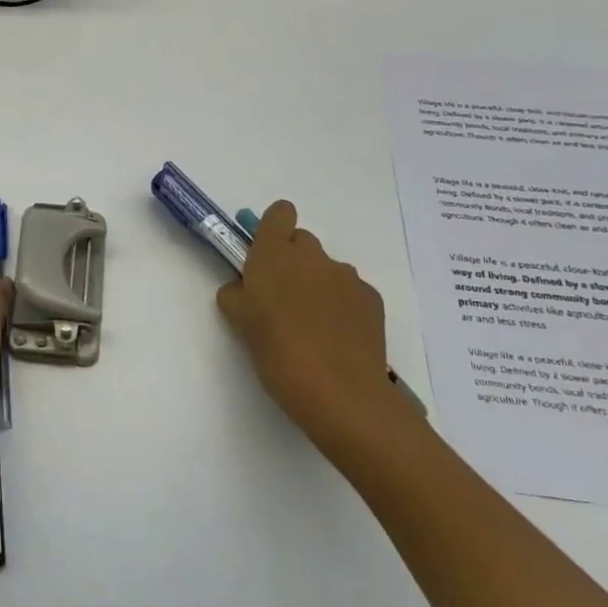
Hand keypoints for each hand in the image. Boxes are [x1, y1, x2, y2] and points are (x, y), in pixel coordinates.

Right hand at [215, 200, 420, 468]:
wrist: (340, 393)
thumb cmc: (277, 353)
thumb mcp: (239, 323)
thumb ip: (236, 295)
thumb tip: (243, 289)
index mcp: (274, 255)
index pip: (279, 213)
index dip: (272, 228)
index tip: (264, 255)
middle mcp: (312, 256)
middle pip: (302, 242)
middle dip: (292, 262)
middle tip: (282, 299)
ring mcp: (346, 276)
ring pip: (326, 269)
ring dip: (317, 286)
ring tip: (311, 327)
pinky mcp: (371, 299)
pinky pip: (349, 292)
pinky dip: (341, 307)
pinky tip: (336, 339)